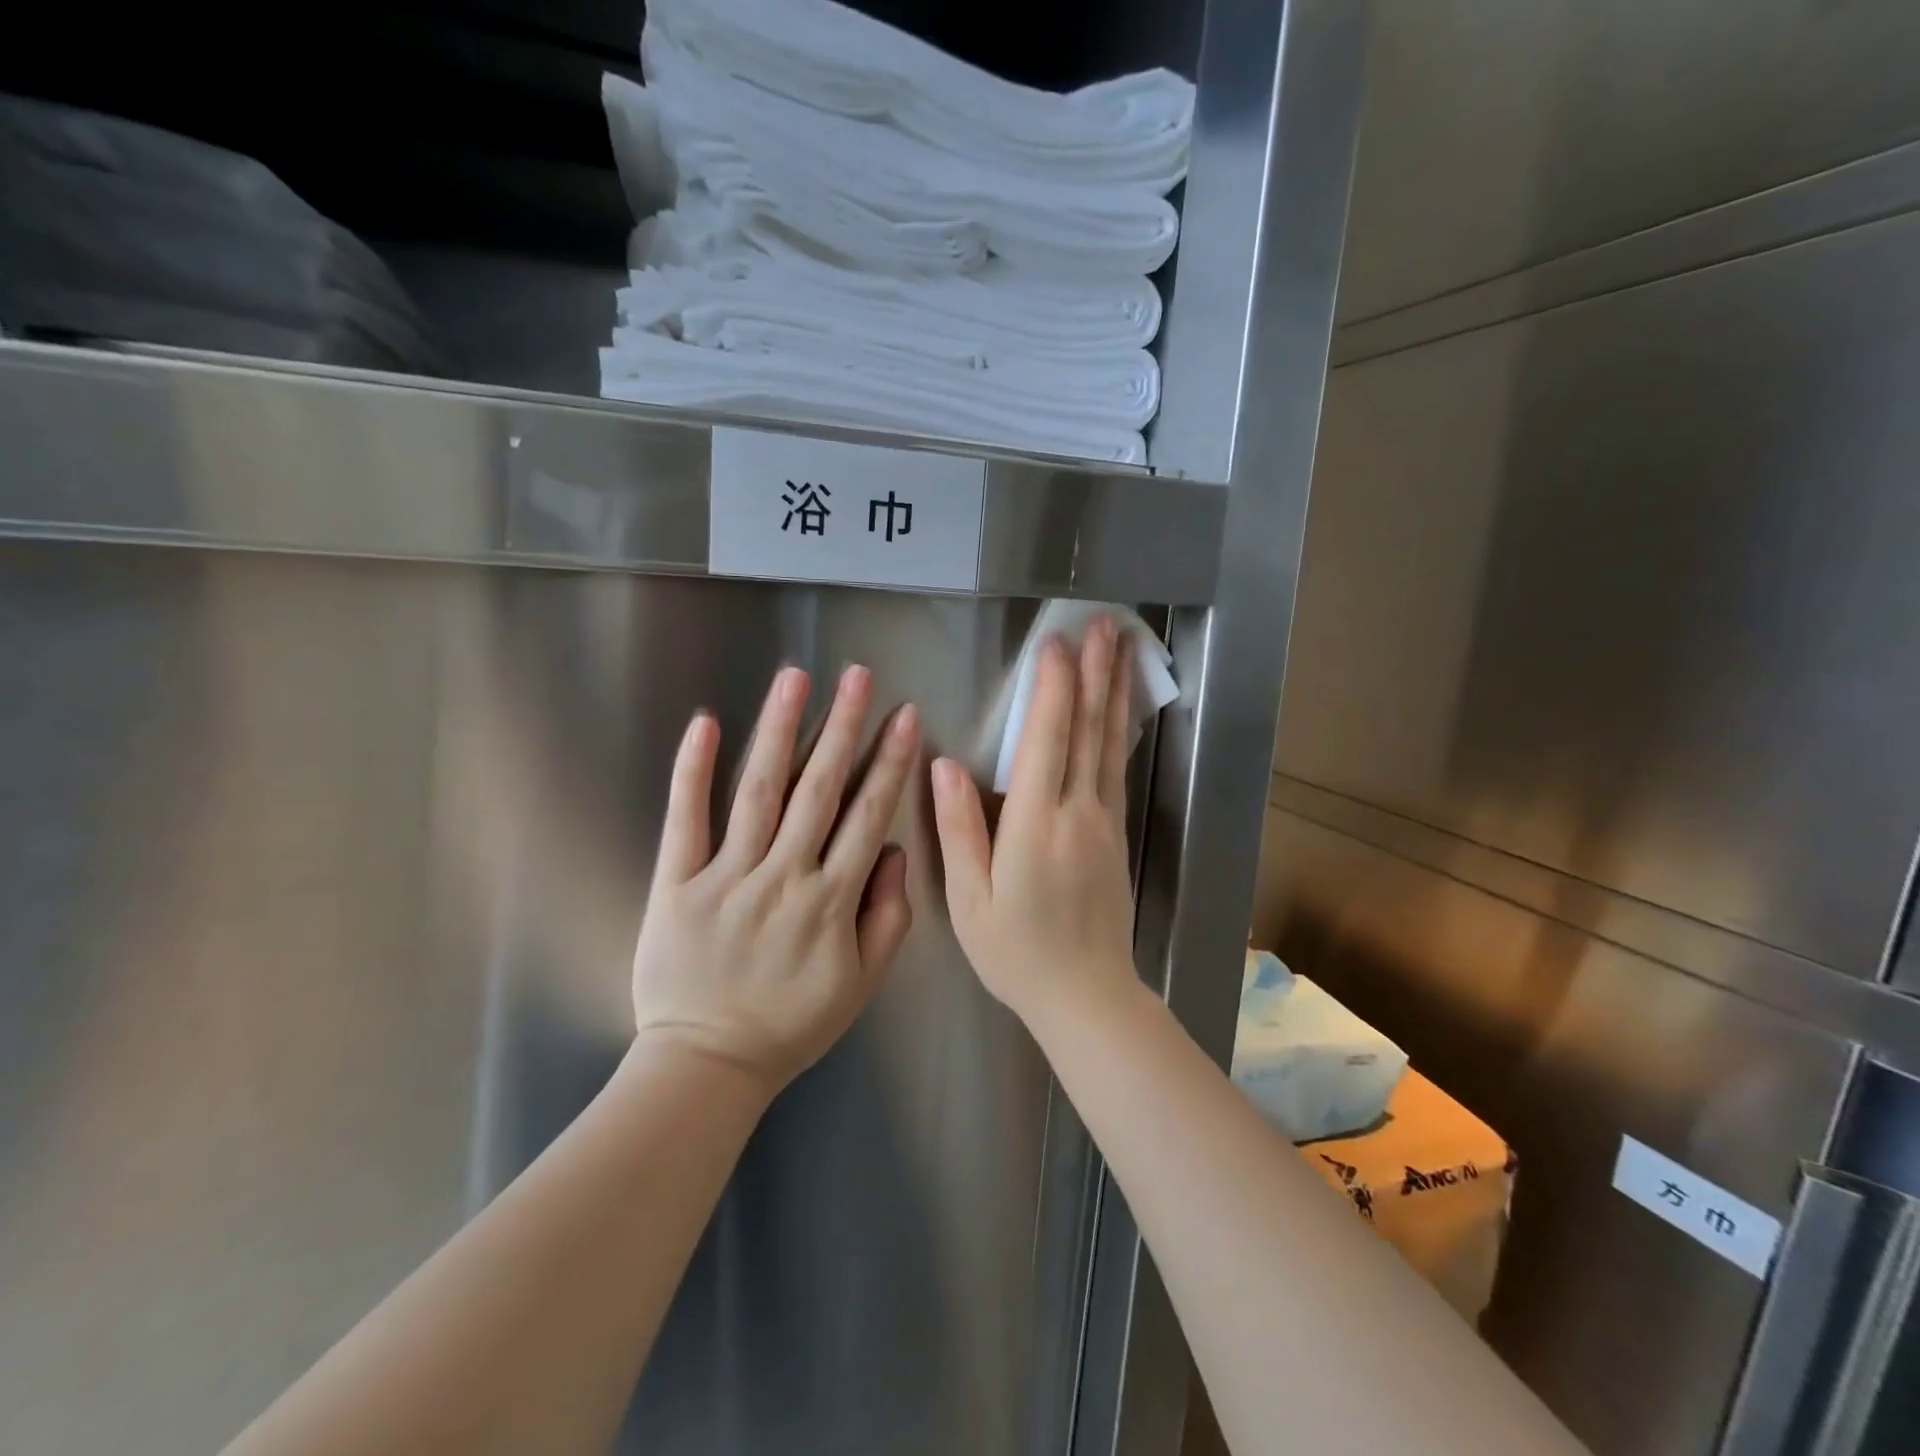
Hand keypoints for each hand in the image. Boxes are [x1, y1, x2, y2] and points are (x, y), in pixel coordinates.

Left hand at [630, 664, 919, 1094]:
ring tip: (796, 679)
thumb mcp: (862, 984)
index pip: (867, 816)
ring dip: (779, 731)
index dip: (889, 762)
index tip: (904, 716)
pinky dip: (693, 771)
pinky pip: (685, 821)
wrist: (707, 1064)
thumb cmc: (791, 1024)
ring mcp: (726, 877)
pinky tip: (705, 724)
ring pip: (759, 792)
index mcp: (831, 901)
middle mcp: (783, 877)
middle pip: (818, 791)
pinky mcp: (676, 884)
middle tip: (857, 676)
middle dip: (842, 728)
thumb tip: (892, 850)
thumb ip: (888, 916)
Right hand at [931, 618, 1142, 1037]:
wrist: (1086, 996)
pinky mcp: (1117, 836)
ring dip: (1115, 692)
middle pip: (1089, 731)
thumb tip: (943, 766)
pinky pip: (1117, 770)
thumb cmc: (1016, 952)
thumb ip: (959, 829)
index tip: (1056, 644)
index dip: (1053, 688)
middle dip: (1096, 673)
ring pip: (1110, 745)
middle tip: (1106, 625)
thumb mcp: (969, 899)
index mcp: (1036, 824)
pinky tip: (1120, 711)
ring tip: (1123, 649)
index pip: (1047, 740)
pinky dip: (1119, 731)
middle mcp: (1078, 813)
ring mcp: (1105, 823)